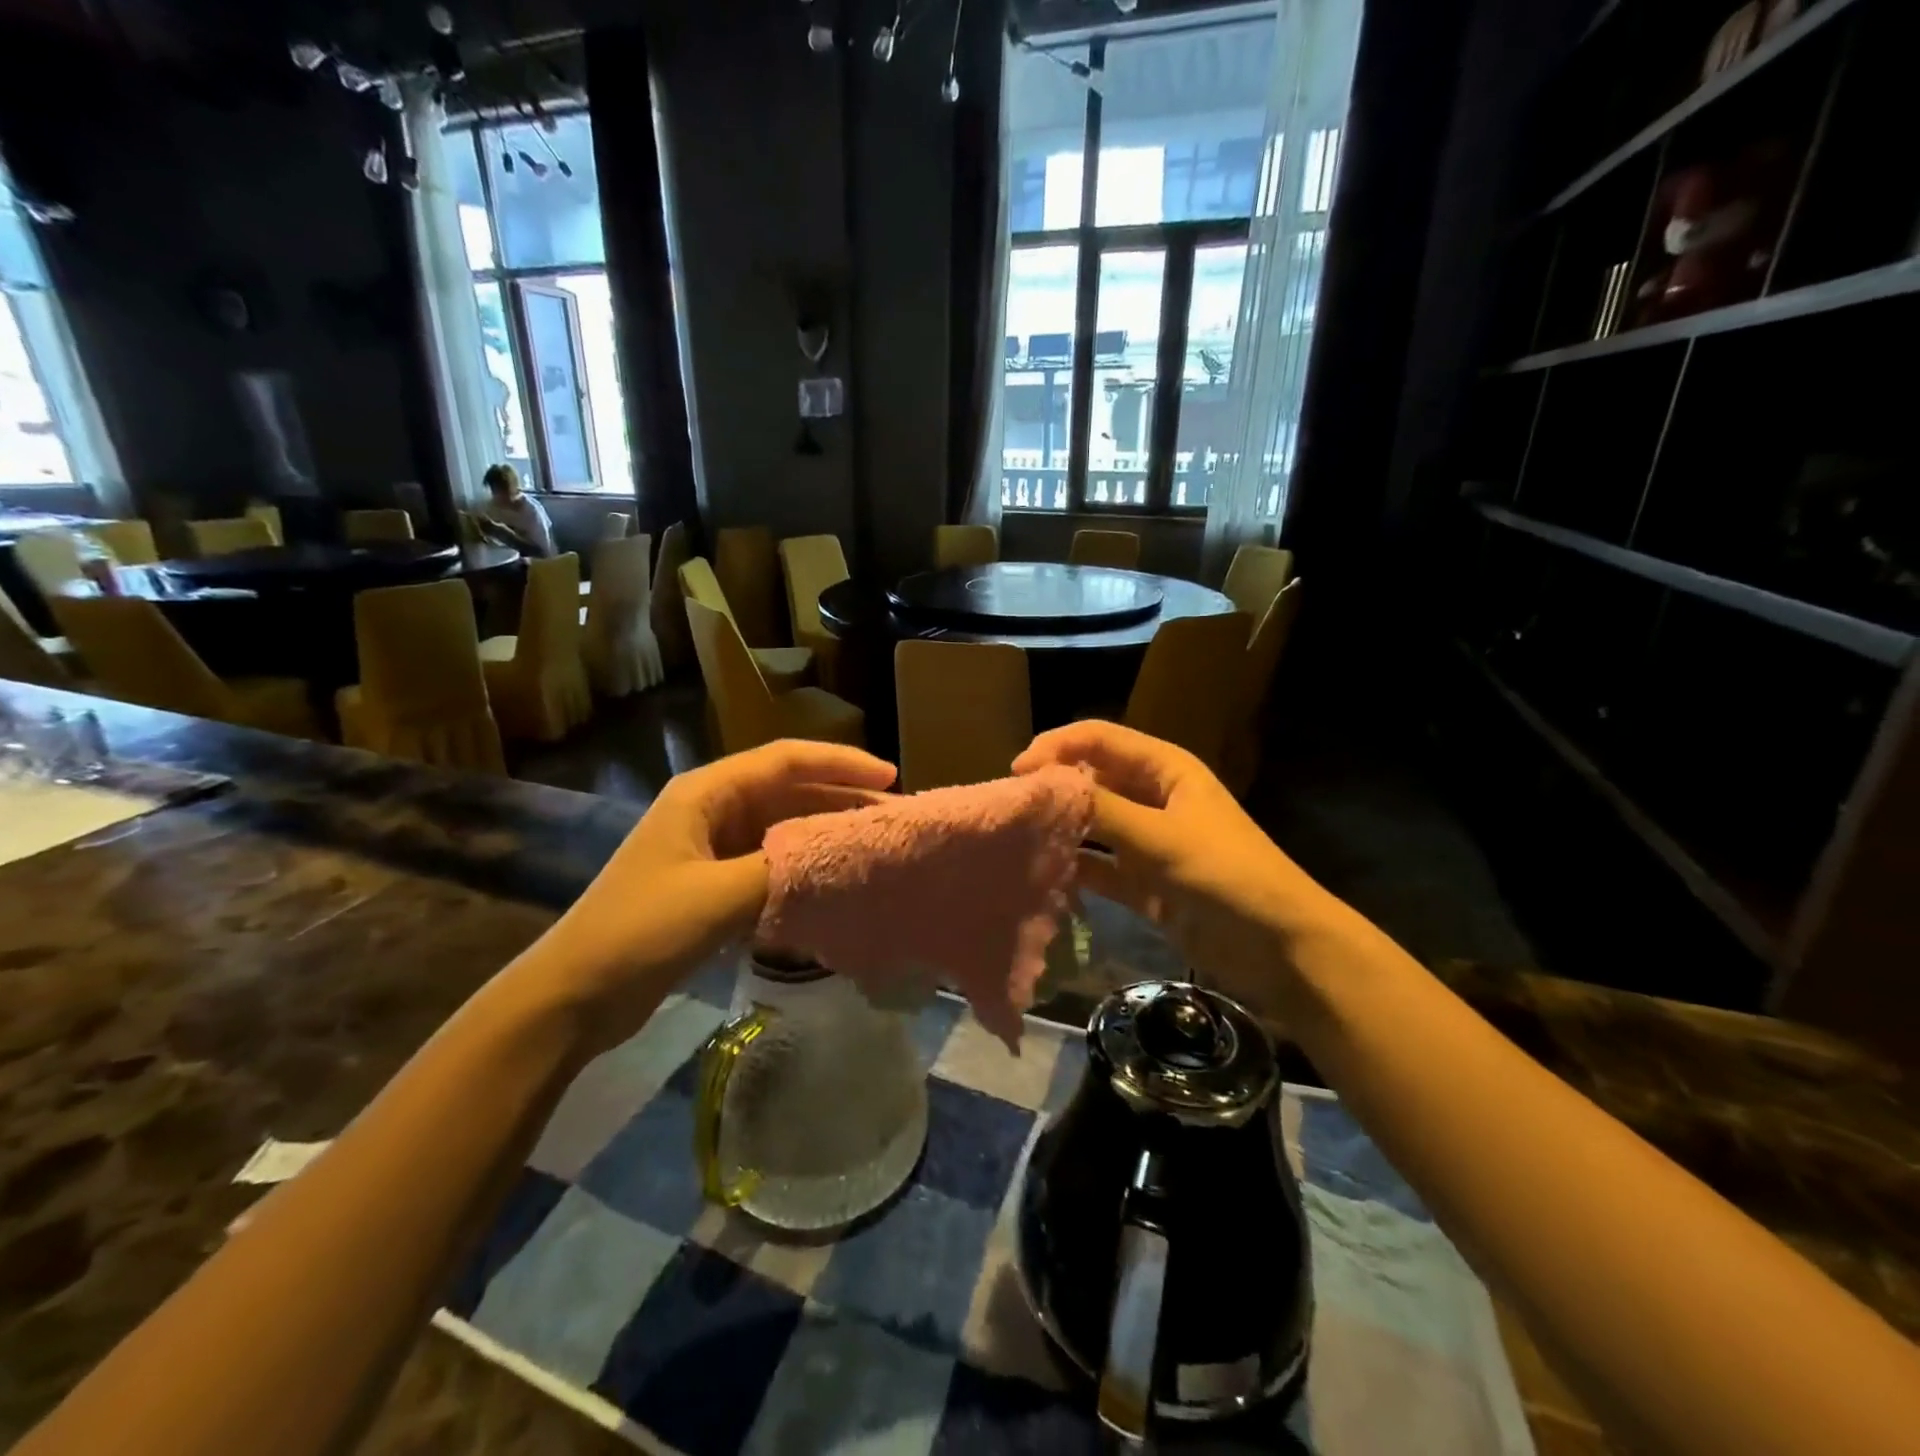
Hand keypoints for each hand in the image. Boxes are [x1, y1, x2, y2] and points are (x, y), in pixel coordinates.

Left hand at [508, 740, 896, 1053]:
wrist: (574, 996)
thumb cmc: (640, 931)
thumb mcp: (717, 895)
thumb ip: (783, 869)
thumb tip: (842, 854)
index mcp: (706, 793)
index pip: (785, 761)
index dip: (840, 763)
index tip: (890, 777)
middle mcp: (711, 810)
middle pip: (788, 792)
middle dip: (840, 799)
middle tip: (891, 817)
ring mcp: (710, 849)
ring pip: (782, 829)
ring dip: (824, 835)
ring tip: (871, 847)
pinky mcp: (712, 886)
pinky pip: (770, 864)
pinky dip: (803, 868)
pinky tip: (834, 883)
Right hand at [1014, 721, 1345, 1020]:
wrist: (1279, 947)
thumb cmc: (1226, 875)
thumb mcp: (1161, 836)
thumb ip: (1101, 809)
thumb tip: (1042, 786)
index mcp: (1164, 769)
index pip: (1098, 739)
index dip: (1056, 747)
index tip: (1017, 773)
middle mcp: (1152, 797)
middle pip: (1091, 779)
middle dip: (1053, 788)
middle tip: (1011, 808)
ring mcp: (1147, 841)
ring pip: (1092, 824)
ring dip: (1060, 829)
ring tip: (1016, 840)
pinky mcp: (1144, 882)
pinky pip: (1099, 867)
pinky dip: (1075, 869)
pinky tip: (1042, 877)